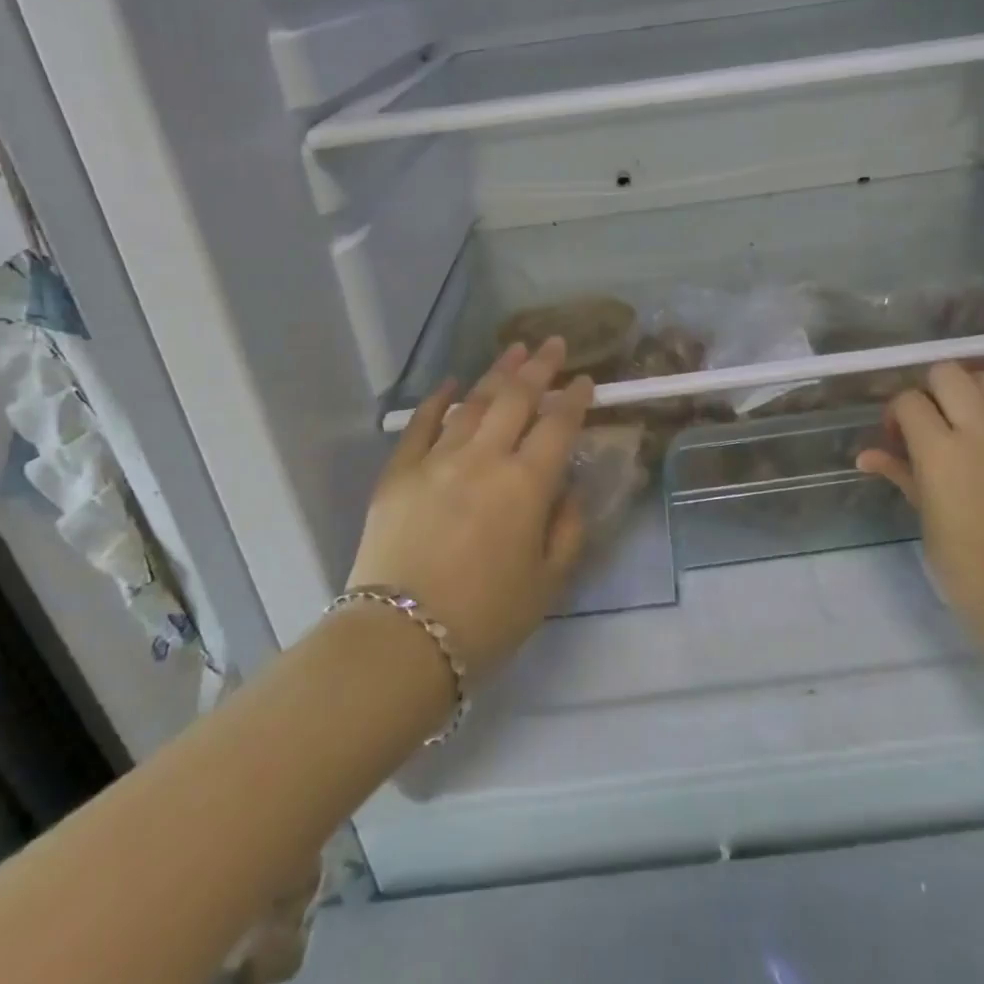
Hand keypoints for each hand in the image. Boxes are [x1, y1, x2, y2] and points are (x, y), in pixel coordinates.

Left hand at [349, 338, 593, 677]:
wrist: (400, 640)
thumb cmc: (485, 619)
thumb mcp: (547, 584)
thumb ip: (567, 530)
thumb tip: (569, 491)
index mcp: (526, 485)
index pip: (558, 425)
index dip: (575, 397)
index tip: (585, 379)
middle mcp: (484, 458)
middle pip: (516, 398)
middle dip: (539, 367)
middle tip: (553, 343)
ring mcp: (437, 460)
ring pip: (473, 402)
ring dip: (496, 372)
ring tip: (514, 350)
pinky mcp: (399, 472)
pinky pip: (420, 425)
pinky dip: (437, 400)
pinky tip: (450, 384)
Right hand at [857, 361, 983, 642]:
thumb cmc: (963, 560)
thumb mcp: (923, 513)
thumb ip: (898, 472)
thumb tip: (867, 456)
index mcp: (941, 450)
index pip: (909, 400)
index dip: (898, 413)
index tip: (898, 436)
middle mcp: (982, 430)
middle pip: (949, 373)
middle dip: (932, 390)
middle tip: (932, 421)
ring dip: (971, 394)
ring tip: (967, 425)